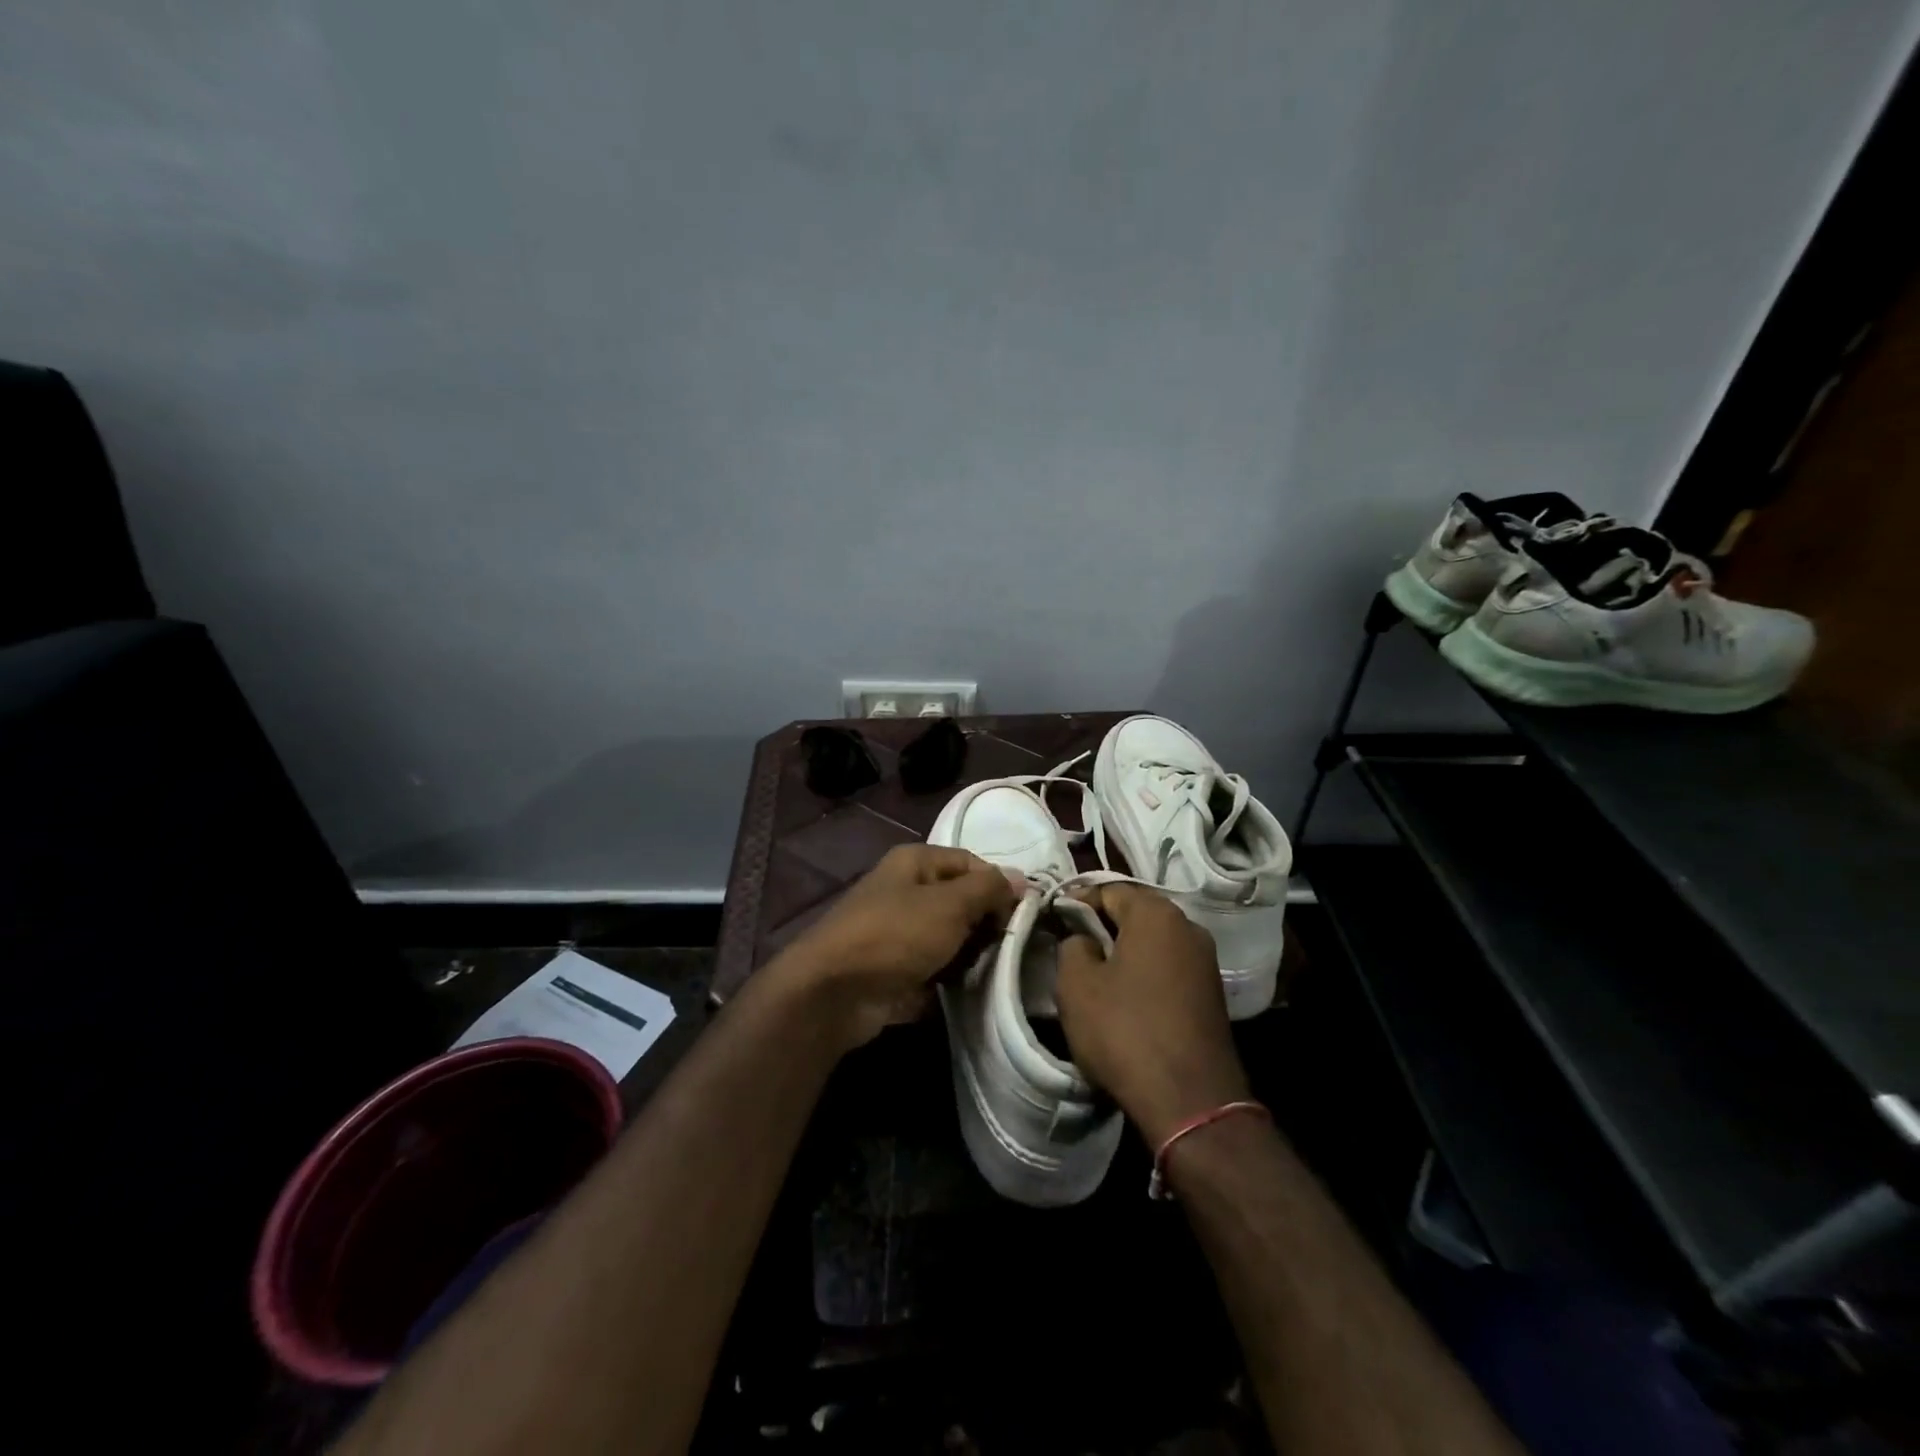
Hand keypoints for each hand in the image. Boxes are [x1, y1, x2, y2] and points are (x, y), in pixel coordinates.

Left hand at [765, 843, 1017, 1051]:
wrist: (835, 992)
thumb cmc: (895, 934)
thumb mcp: (950, 904)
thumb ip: (989, 889)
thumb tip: (1021, 878)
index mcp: (915, 862)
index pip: (971, 863)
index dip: (999, 885)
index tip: (1024, 914)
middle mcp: (906, 890)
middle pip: (961, 900)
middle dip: (987, 923)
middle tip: (1010, 946)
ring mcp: (900, 931)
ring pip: (951, 937)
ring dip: (972, 954)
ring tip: (995, 970)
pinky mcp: (897, 968)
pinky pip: (936, 967)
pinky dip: (952, 977)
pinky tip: (973, 990)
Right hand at [1055, 884, 1250, 1145]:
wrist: (1190, 1101)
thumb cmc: (1124, 1030)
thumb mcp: (1076, 984)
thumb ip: (1072, 946)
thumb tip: (1084, 940)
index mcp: (1156, 914)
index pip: (1108, 889)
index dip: (1076, 901)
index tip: (1054, 920)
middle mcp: (1188, 927)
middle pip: (1135, 913)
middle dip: (1102, 925)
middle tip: (1071, 946)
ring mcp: (1205, 962)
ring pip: (1153, 943)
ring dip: (1124, 952)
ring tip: (1094, 975)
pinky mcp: (1212, 994)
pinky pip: (1168, 968)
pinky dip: (1144, 974)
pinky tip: (1125, 999)